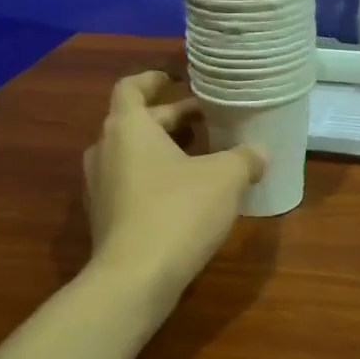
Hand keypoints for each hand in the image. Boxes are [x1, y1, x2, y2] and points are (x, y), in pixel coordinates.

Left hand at [84, 70, 265, 308]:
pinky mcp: (105, 219)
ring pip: (134, 155)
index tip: (177, 79)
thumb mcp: (225, 178)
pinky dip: (157, 179)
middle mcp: (105, 150)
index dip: (154, 79)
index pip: (131, 87)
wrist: (134, 279)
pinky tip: (188, 196)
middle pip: (137, 122)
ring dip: (165, 150)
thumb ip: (244, 158)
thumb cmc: (178, 212)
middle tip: (208, 120)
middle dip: (173, 118)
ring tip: (203, 157)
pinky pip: (132, 185)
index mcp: (128, 128)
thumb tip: (259, 152)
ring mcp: (100, 187)